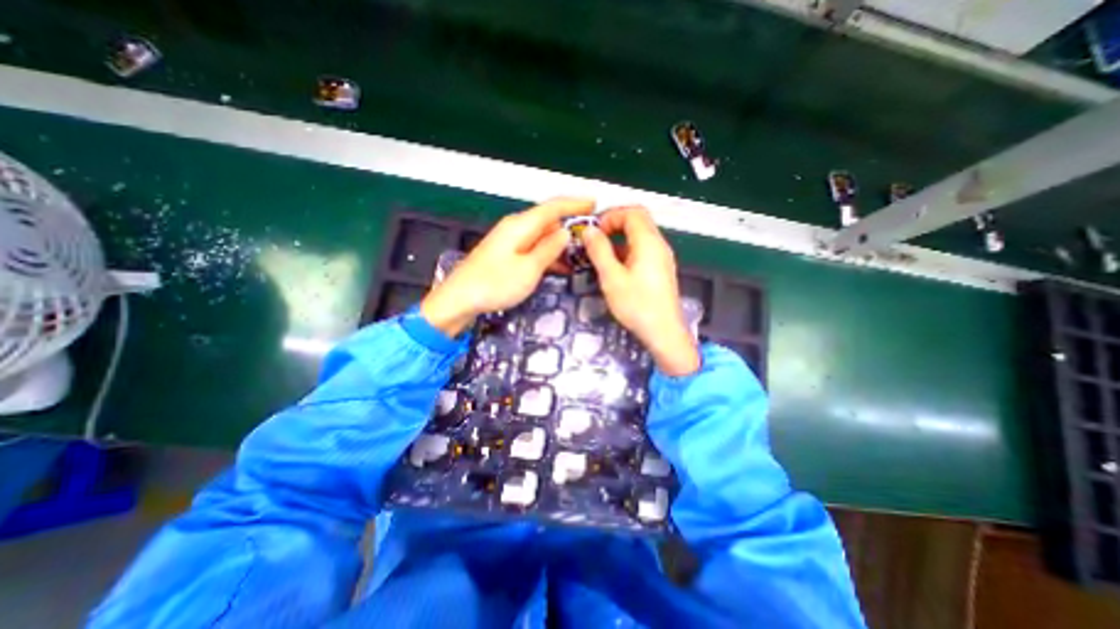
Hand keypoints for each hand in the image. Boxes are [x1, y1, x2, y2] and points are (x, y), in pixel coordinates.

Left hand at [420, 197, 594, 335]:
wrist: (459, 299)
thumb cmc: (495, 284)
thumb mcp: (529, 269)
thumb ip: (549, 249)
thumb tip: (565, 232)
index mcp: (521, 225)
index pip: (553, 207)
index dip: (575, 204)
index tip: (594, 204)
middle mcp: (515, 227)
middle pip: (547, 219)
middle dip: (569, 224)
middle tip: (591, 235)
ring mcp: (509, 240)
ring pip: (541, 235)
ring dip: (560, 243)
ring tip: (580, 254)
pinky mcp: (505, 254)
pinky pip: (532, 247)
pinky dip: (547, 254)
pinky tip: (559, 266)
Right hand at [583, 206, 697, 375]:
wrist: (664, 333)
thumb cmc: (637, 305)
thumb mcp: (612, 277)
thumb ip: (599, 251)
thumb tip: (588, 230)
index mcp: (649, 242)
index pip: (632, 212)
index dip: (610, 215)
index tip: (594, 231)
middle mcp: (659, 245)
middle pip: (638, 220)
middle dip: (614, 224)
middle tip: (595, 239)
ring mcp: (662, 257)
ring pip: (640, 236)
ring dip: (619, 239)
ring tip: (601, 255)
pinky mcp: (661, 270)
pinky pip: (643, 251)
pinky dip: (627, 251)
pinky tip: (615, 268)